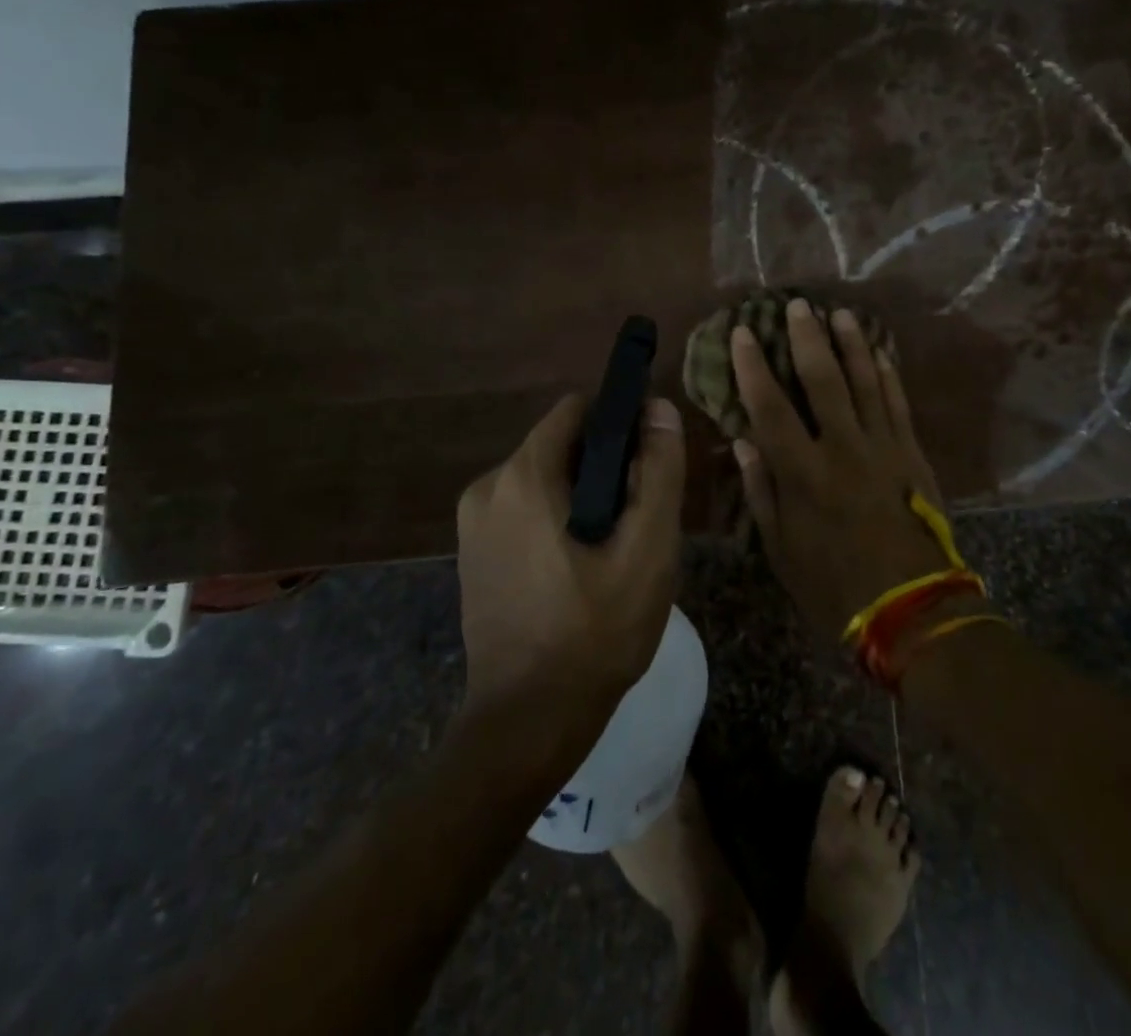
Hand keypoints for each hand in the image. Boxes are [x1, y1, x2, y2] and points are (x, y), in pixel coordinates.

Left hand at [455, 394, 685, 733]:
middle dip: (602, 469)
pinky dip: (554, 522)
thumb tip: (658, 408)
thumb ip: (659, 471)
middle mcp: (487, 486)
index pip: (577, 410)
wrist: (527, 723)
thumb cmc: (596, 632)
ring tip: (610, 552)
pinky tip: (577, 570)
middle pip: (560, 446)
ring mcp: (471, 523)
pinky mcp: (471, 554)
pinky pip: (522, 511)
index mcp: (523, 476)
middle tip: (634, 523)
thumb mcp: (648, 549)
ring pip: (543, 480)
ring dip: (580, 499)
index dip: (619, 426)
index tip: (646, 466)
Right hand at [731, 299, 958, 645]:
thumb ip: (761, 491)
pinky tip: (881, 352)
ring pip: (865, 382)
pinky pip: (899, 404)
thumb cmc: (833, 585)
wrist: (911, 609)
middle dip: (806, 338)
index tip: (743, 332)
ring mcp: (883, 447)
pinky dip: (889, 375)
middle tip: (797, 305)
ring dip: (851, 344)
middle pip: (822, 380)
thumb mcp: (780, 549)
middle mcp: (842, 448)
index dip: (753, 366)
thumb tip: (743, 442)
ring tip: (840, 314)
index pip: (769, 406)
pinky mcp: (913, 455)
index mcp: (802, 473)